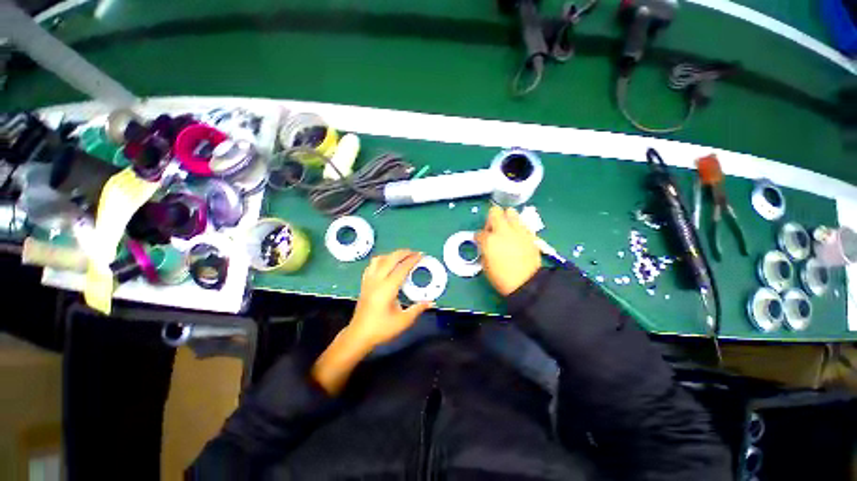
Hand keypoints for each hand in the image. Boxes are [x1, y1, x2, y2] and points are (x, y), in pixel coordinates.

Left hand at [346, 250, 432, 349]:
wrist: (359, 335)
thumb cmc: (381, 329)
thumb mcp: (403, 321)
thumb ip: (417, 309)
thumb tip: (431, 302)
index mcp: (387, 289)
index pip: (401, 269)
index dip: (412, 260)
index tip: (421, 255)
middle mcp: (377, 281)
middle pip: (390, 259)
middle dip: (403, 253)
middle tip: (414, 252)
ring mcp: (368, 281)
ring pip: (379, 259)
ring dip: (391, 255)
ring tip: (401, 257)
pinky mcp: (364, 283)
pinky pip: (371, 265)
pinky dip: (381, 260)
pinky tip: (386, 264)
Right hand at [475, 206, 540, 295]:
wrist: (527, 283)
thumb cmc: (502, 278)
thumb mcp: (485, 265)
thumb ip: (484, 250)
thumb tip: (485, 244)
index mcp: (489, 240)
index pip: (479, 233)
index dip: (478, 238)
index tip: (480, 242)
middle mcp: (503, 231)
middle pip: (494, 212)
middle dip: (491, 219)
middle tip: (492, 230)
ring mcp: (517, 230)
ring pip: (511, 212)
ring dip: (506, 218)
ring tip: (506, 229)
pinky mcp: (529, 234)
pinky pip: (522, 223)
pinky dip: (517, 226)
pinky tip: (516, 236)